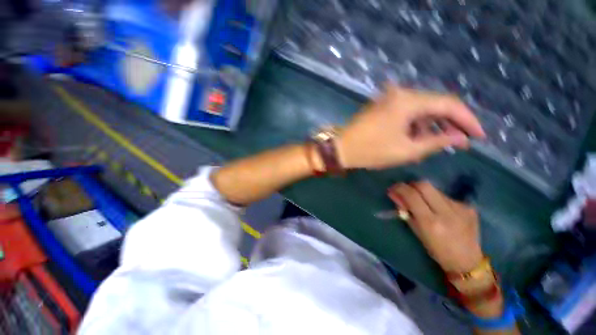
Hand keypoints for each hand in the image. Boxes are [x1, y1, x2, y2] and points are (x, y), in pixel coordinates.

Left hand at [336, 87, 484, 169]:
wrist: (341, 149)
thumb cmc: (371, 151)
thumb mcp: (407, 150)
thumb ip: (437, 141)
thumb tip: (459, 137)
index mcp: (408, 101)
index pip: (448, 104)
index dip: (467, 120)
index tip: (478, 136)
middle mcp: (400, 93)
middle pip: (434, 105)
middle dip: (449, 123)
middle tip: (460, 142)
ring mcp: (389, 98)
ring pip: (420, 110)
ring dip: (431, 126)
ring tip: (437, 145)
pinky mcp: (382, 106)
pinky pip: (406, 112)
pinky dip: (415, 125)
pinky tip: (417, 138)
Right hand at [388, 181, 482, 272]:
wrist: (468, 261)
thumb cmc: (437, 250)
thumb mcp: (417, 232)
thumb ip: (405, 211)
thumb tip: (394, 194)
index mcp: (431, 223)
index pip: (412, 196)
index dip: (399, 189)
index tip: (393, 189)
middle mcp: (447, 213)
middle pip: (424, 185)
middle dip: (411, 185)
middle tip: (406, 191)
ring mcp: (461, 208)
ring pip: (435, 190)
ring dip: (424, 193)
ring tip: (424, 203)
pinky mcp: (469, 207)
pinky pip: (446, 196)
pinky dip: (437, 199)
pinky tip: (440, 210)